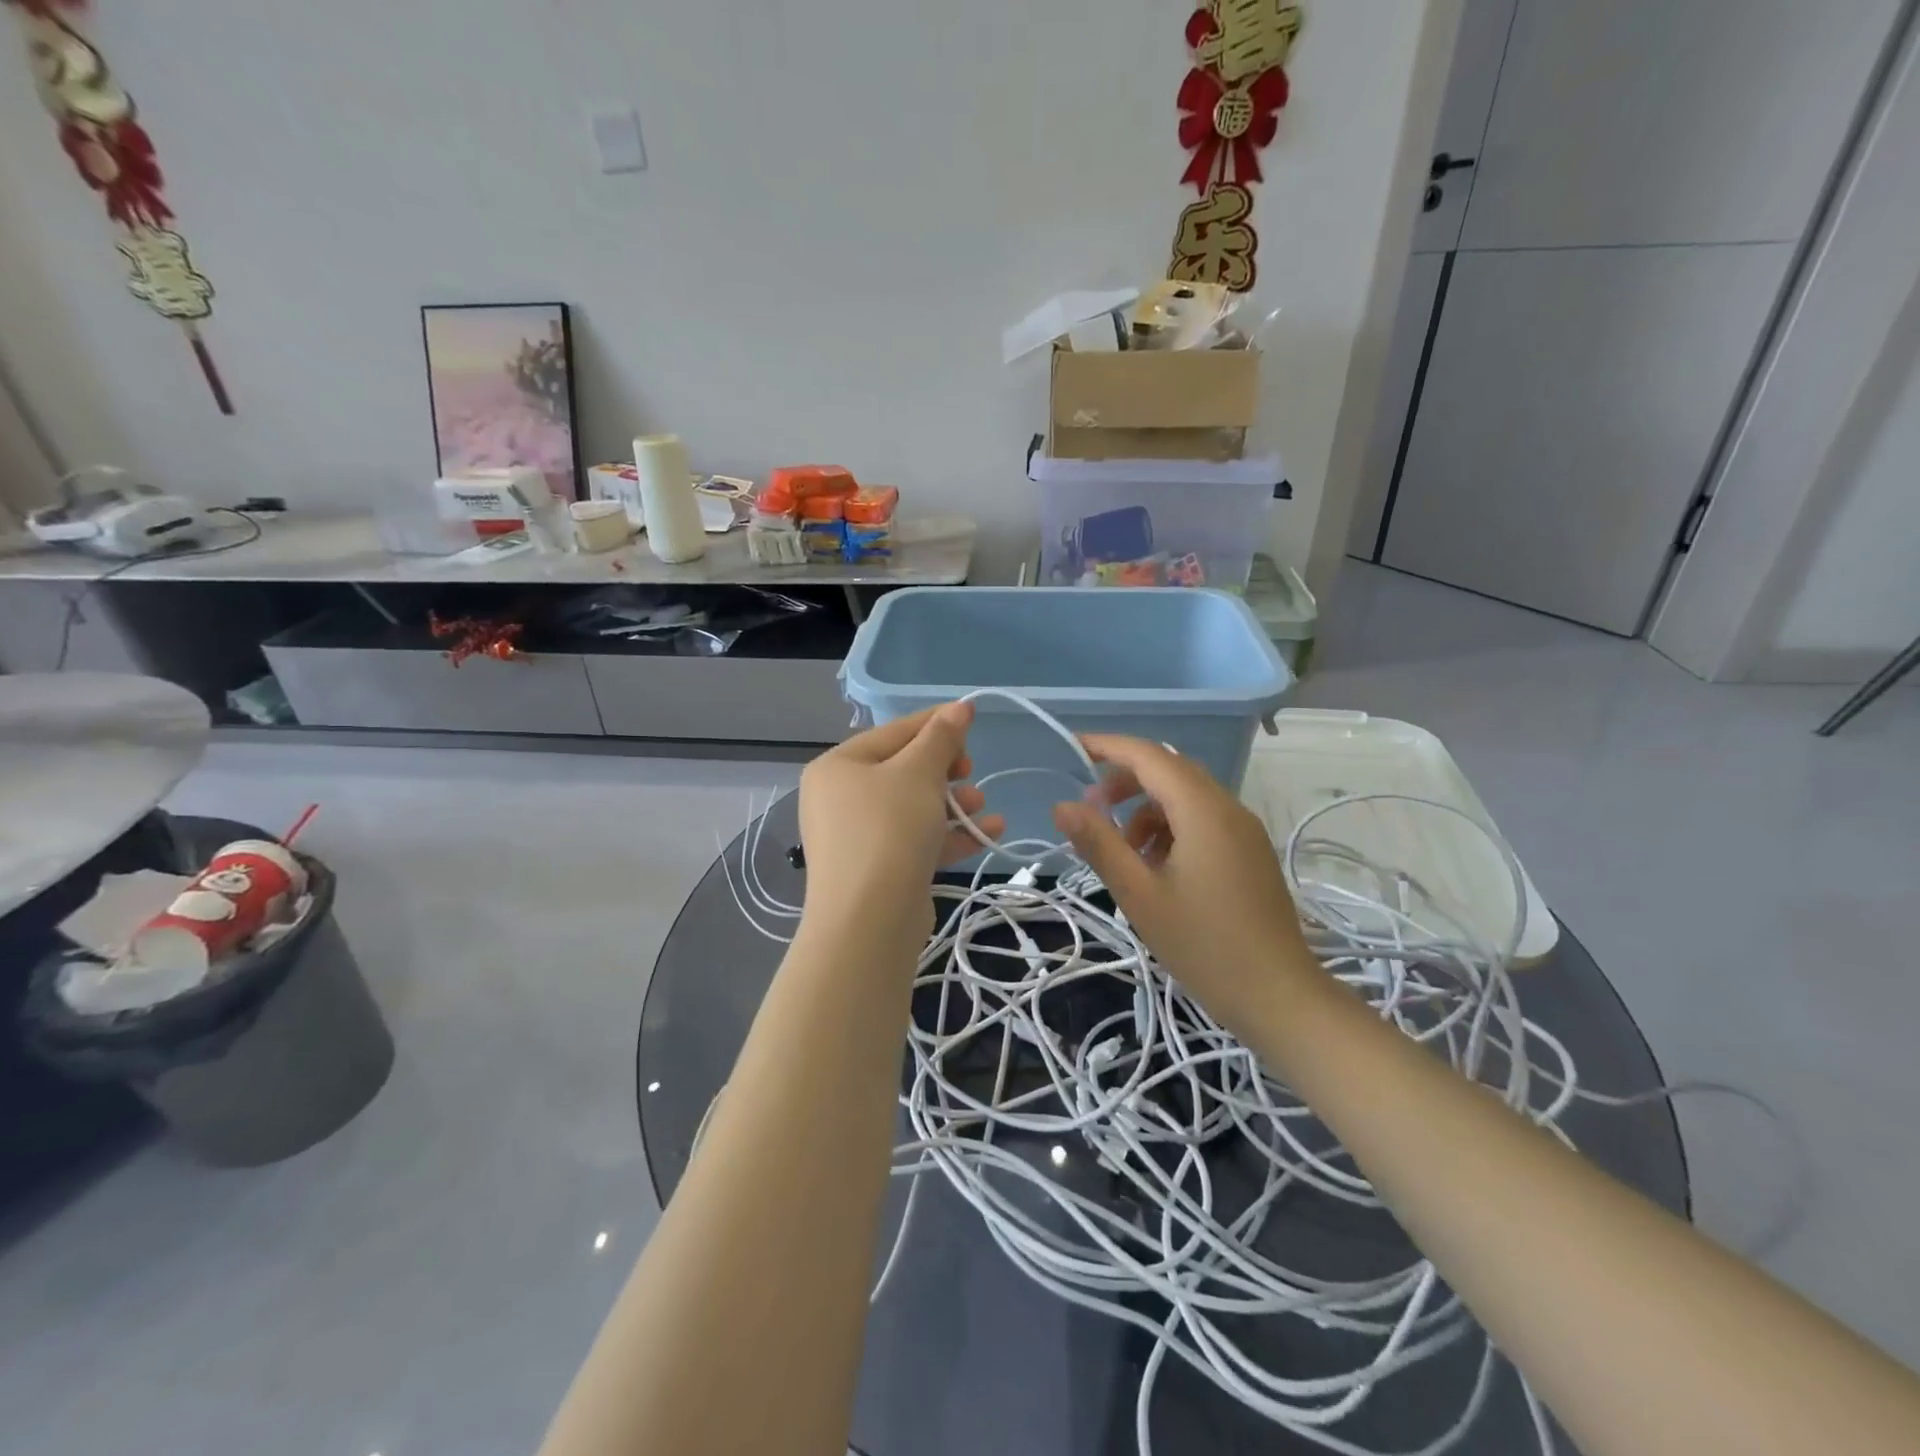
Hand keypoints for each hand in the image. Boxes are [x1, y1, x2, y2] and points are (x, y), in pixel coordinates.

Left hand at [798, 702, 1002, 940]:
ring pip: (913, 808)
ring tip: (981, 805)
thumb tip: (960, 706)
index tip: (972, 721)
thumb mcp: (919, 773)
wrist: (869, 920)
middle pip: (903, 771)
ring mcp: (857, 837)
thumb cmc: (889, 829)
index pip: (893, 733)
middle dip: (946, 771)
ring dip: (953, 803)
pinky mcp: (878, 870)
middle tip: (970, 771)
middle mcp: (840, 798)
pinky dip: (949, 834)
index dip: (935, 724)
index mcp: (838, 766)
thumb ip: (941, 737)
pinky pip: (916, 840)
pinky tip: (990, 832)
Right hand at [1051, 735, 1319, 1035]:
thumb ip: (1099, 844)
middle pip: (1170, 770)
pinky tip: (1155, 868)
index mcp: (1203, 810)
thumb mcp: (1139, 895)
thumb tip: (1062, 805)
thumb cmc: (1204, 945)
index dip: (1109, 746)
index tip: (1072, 748)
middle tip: (1090, 810)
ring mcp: (1244, 830)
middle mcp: (1229, 808)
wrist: (1279, 996)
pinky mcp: (1250, 852)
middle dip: (1125, 781)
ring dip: (1146, 809)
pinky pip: (1203, 820)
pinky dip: (1170, 828)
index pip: (1150, 756)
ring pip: (1186, 797)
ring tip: (1123, 852)